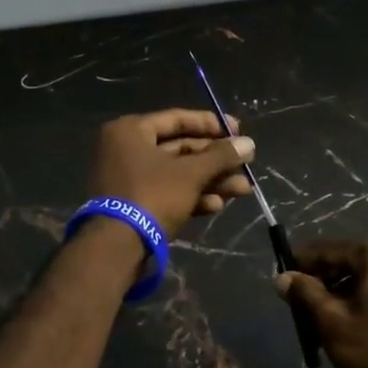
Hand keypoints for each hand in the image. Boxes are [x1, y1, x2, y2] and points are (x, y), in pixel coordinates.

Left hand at [87, 109, 255, 238]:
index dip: (211, 124)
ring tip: (242, 189)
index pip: (177, 119)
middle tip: (245, 165)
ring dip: (211, 181)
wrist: (118, 247)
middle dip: (216, 160)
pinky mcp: (135, 204)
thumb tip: (249, 144)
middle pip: (180, 149)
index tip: (239, 131)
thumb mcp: (191, 174)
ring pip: (178, 174)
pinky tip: (217, 206)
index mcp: (131, 131)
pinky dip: (192, 197)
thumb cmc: (153, 195)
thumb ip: (221, 156)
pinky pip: (168, 192)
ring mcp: (130, 179)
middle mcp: (127, 150)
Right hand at [275, 240, 367, 367]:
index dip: (301, 262)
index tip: (281, 274)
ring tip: (320, 320)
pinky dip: (363, 304)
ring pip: (366, 280)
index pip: (329, 250)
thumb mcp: (333, 323)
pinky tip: (349, 327)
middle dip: (322, 281)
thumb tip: (282, 277)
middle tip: (298, 303)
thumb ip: (306, 294)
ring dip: (341, 295)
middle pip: (349, 263)